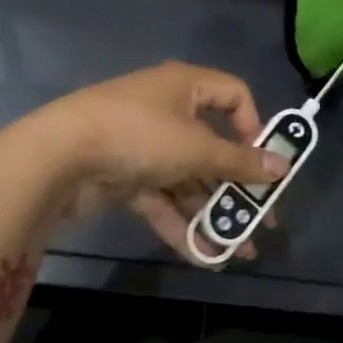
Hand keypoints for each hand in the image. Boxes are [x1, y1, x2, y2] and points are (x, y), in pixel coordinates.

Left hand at [22, 63, 288, 262]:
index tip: (264, 163)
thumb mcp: (196, 148)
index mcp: (185, 86)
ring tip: (239, 250)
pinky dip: (180, 223)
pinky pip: (161, 198)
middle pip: (211, 146)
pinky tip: (204, 256)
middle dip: (236, 186)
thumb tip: (282, 167)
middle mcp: (166, 109)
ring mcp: (143, 144)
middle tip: (262, 220)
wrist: (60, 155)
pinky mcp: (123, 174)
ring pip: (187, 178)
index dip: (254, 127)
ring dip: (212, 212)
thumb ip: (239, 162)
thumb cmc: (139, 135)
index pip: (233, 95)